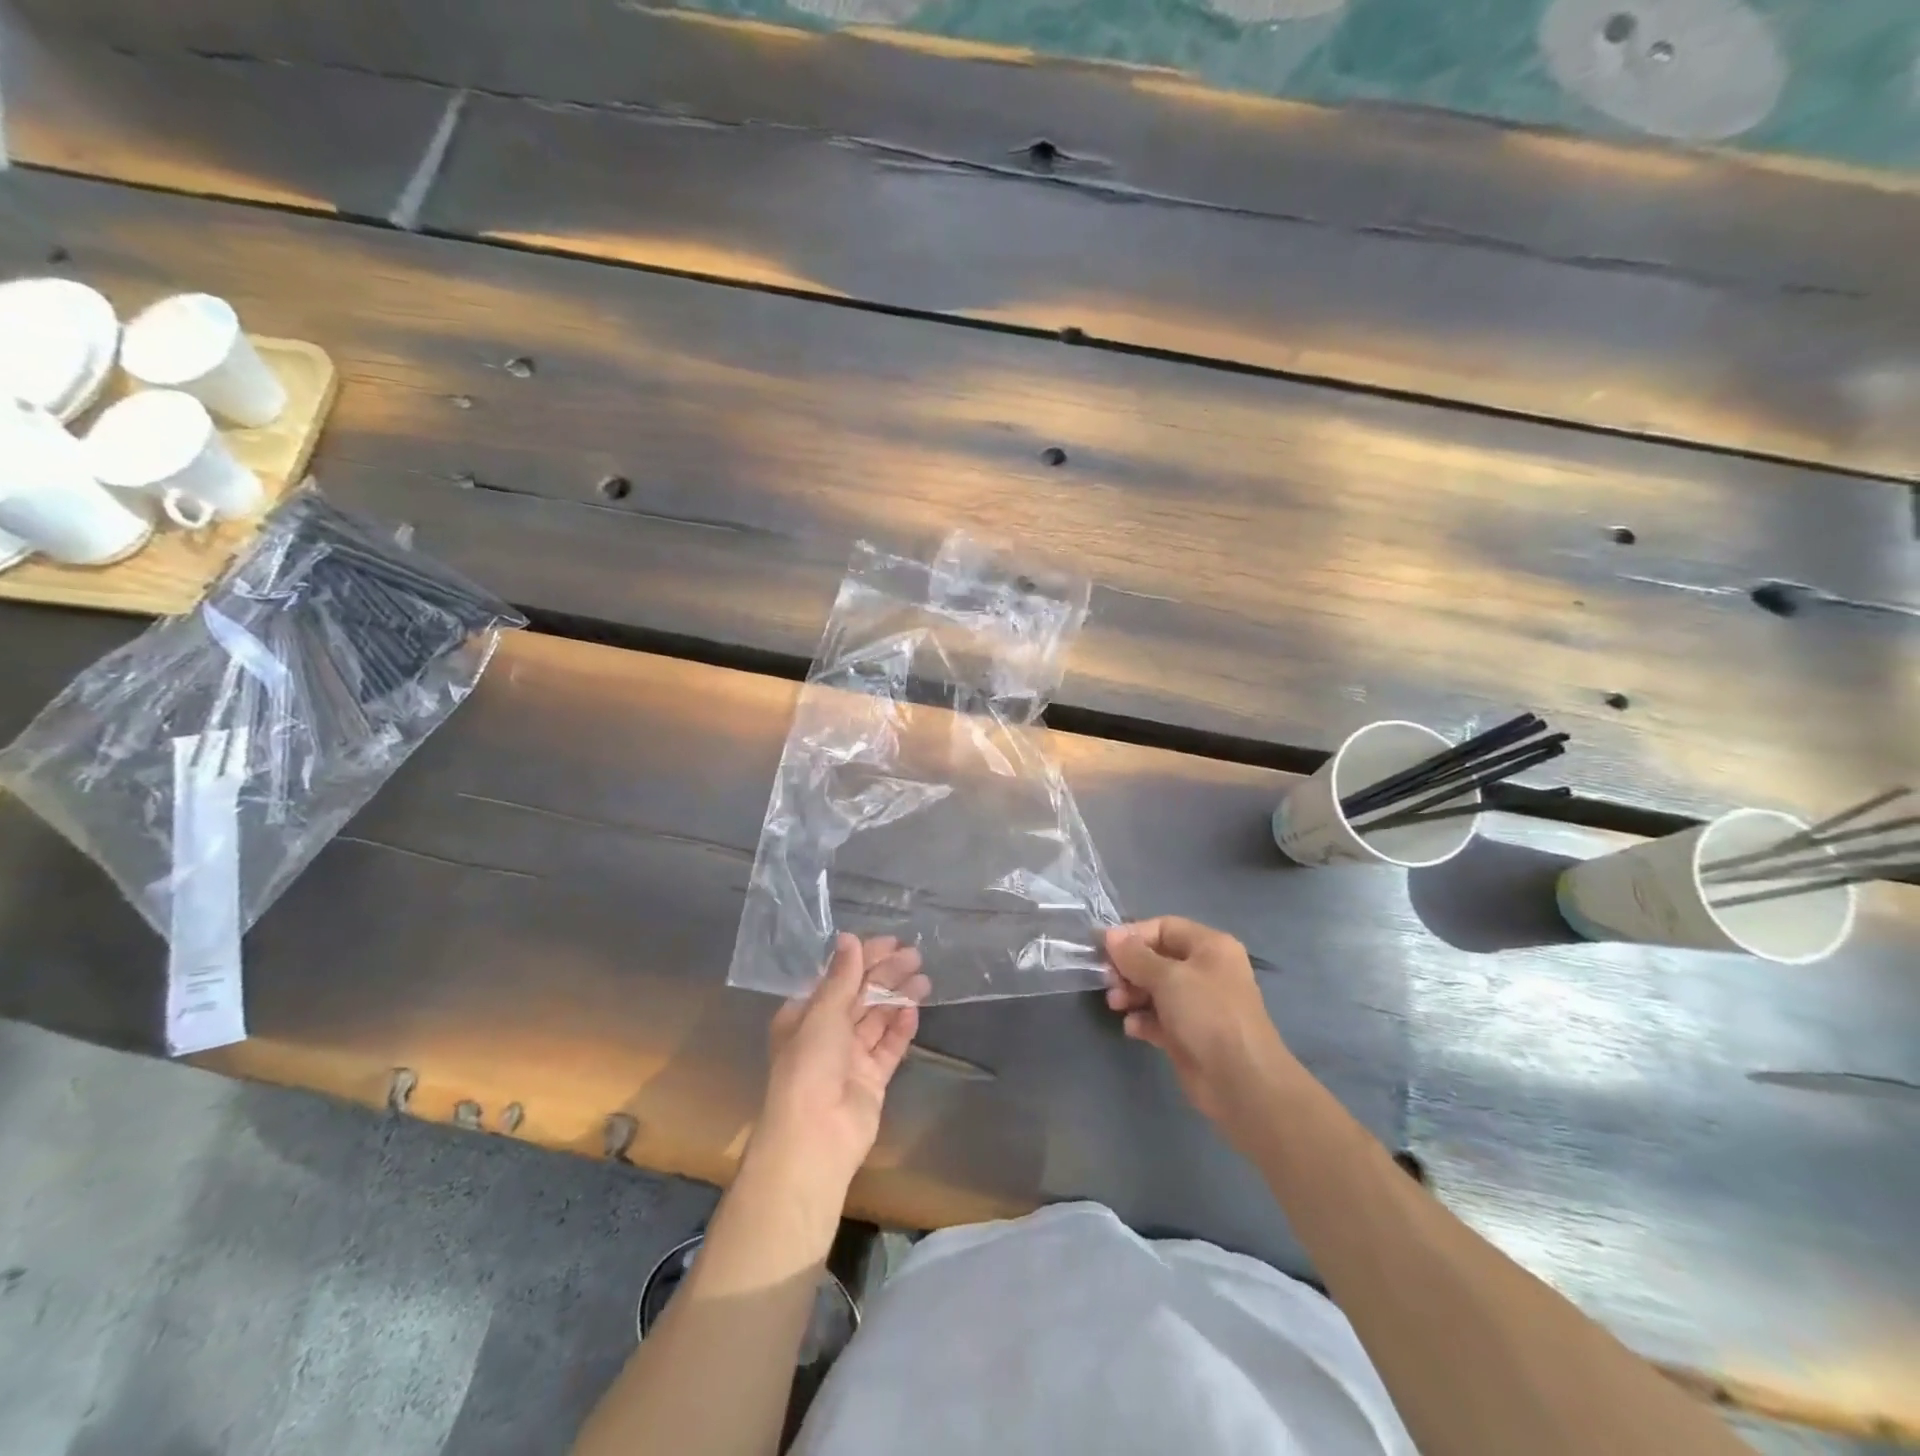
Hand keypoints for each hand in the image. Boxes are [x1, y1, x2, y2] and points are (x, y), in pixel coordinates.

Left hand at [755, 933, 930, 1194]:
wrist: (815, 1137)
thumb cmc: (809, 1066)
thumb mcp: (823, 1013)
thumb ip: (842, 977)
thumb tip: (849, 938)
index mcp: (804, 1016)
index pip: (838, 978)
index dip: (863, 958)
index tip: (891, 942)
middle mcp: (826, 1034)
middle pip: (860, 996)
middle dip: (886, 975)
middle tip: (915, 956)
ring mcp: (850, 1058)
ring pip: (877, 1019)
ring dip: (898, 997)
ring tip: (924, 979)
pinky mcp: (871, 1080)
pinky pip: (889, 1047)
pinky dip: (901, 1028)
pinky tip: (914, 1010)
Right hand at [1105, 918, 1302, 1143]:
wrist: (1242, 1082)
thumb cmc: (1207, 1015)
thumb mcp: (1168, 977)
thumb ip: (1135, 955)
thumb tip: (1110, 934)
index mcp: (1210, 947)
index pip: (1164, 927)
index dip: (1133, 935)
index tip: (1104, 950)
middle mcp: (1205, 971)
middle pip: (1157, 958)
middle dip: (1129, 968)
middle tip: (1109, 981)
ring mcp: (1198, 1005)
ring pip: (1155, 989)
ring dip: (1131, 993)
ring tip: (1116, 1005)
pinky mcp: (1189, 1034)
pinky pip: (1158, 1018)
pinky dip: (1143, 1020)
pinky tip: (1133, 1028)